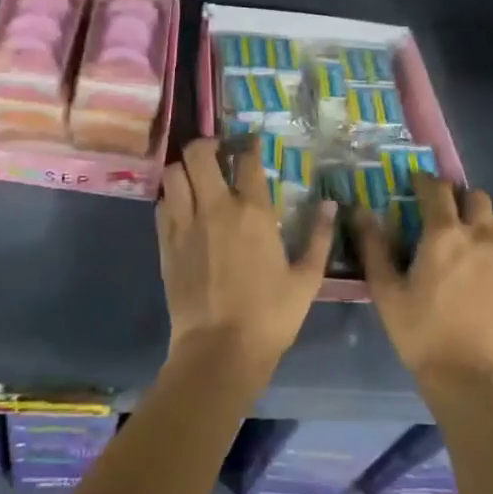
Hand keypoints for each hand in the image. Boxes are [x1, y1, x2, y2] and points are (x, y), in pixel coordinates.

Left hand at [157, 137, 336, 372]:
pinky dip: (171, 198)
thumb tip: (331, 206)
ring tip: (195, 177)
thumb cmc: (270, 316)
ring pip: (174, 173)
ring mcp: (186, 224)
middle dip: (207, 144)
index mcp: (253, 212)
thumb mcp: (306, 279)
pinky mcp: (166, 244)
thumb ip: (319, 238)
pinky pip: (162, 205)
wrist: (219, 350)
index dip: (249, 145)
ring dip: (184, 168)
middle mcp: (216, 208)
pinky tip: (181, 207)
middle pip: (199, 154)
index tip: (251, 143)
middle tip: (217, 152)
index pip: (247, 161)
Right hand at [357, 175, 492, 389]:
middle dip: (457, 196)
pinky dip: (491, 246)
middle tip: (439, 212)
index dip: (424, 180)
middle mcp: (479, 236)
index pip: (437, 189)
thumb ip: (373, 247)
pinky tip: (478, 270)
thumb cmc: (421, 333)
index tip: (414, 182)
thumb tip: (359, 211)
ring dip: (477, 220)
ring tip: (461, 240)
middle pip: (475, 196)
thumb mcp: (386, 291)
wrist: (472, 380)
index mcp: (444, 234)